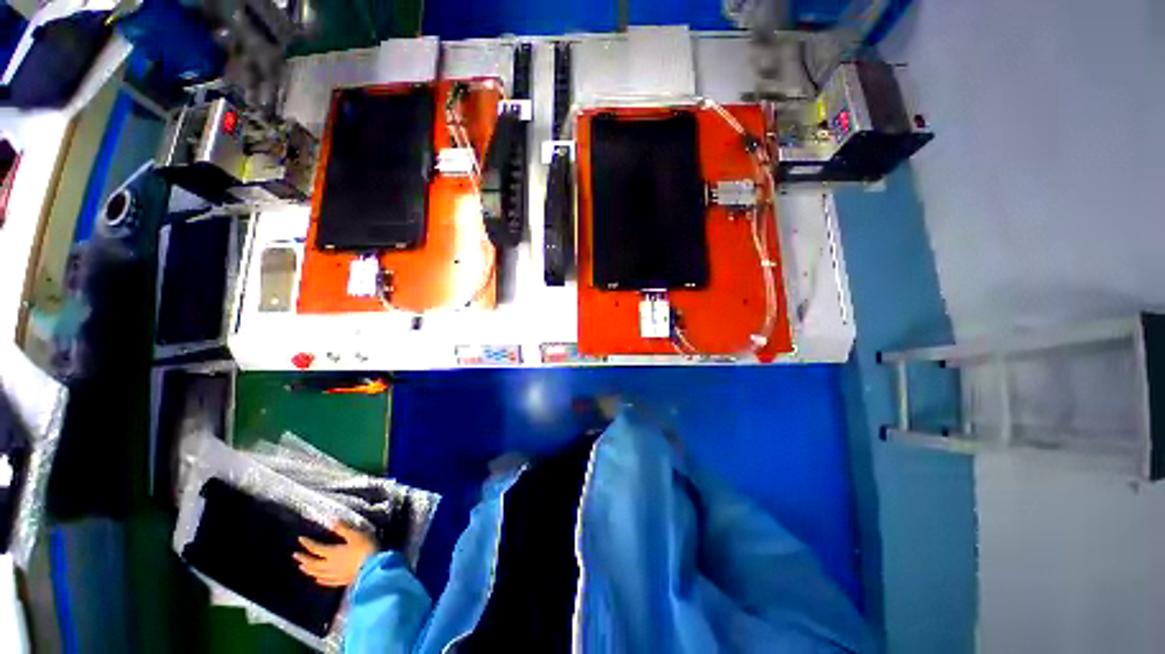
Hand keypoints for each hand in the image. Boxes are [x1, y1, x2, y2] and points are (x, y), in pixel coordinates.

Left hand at [294, 523, 376, 587]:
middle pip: (312, 563)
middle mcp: (329, 565)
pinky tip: (317, 579)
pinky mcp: (341, 581)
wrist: (372, 568)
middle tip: (295, 555)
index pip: (315, 548)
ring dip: (308, 570)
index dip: (307, 543)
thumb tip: (331, 521)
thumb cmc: (365, 549)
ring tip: (302, 567)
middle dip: (303, 558)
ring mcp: (334, 575)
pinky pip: (326, 581)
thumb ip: (343, 529)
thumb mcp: (356, 535)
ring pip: (316, 573)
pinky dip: (319, 579)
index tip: (300, 539)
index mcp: (332, 553)